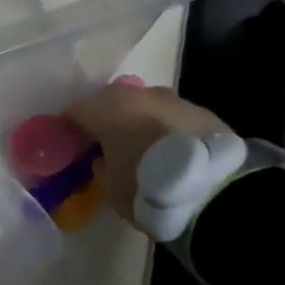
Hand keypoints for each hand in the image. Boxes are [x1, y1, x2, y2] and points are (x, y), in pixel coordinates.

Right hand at [65, 84, 232, 233]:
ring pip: (143, 106)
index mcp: (105, 108)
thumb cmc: (148, 187)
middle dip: (105, 121)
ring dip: (138, 122)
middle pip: (109, 102)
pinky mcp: (201, 110)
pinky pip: (171, 117)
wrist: (215, 189)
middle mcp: (136, 94)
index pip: (74, 112)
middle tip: (106, 147)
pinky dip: (165, 128)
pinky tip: (172, 152)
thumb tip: (102, 158)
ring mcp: (172, 98)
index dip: (70, 130)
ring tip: (144, 150)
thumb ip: (100, 167)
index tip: (71, 148)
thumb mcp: (110, 188)